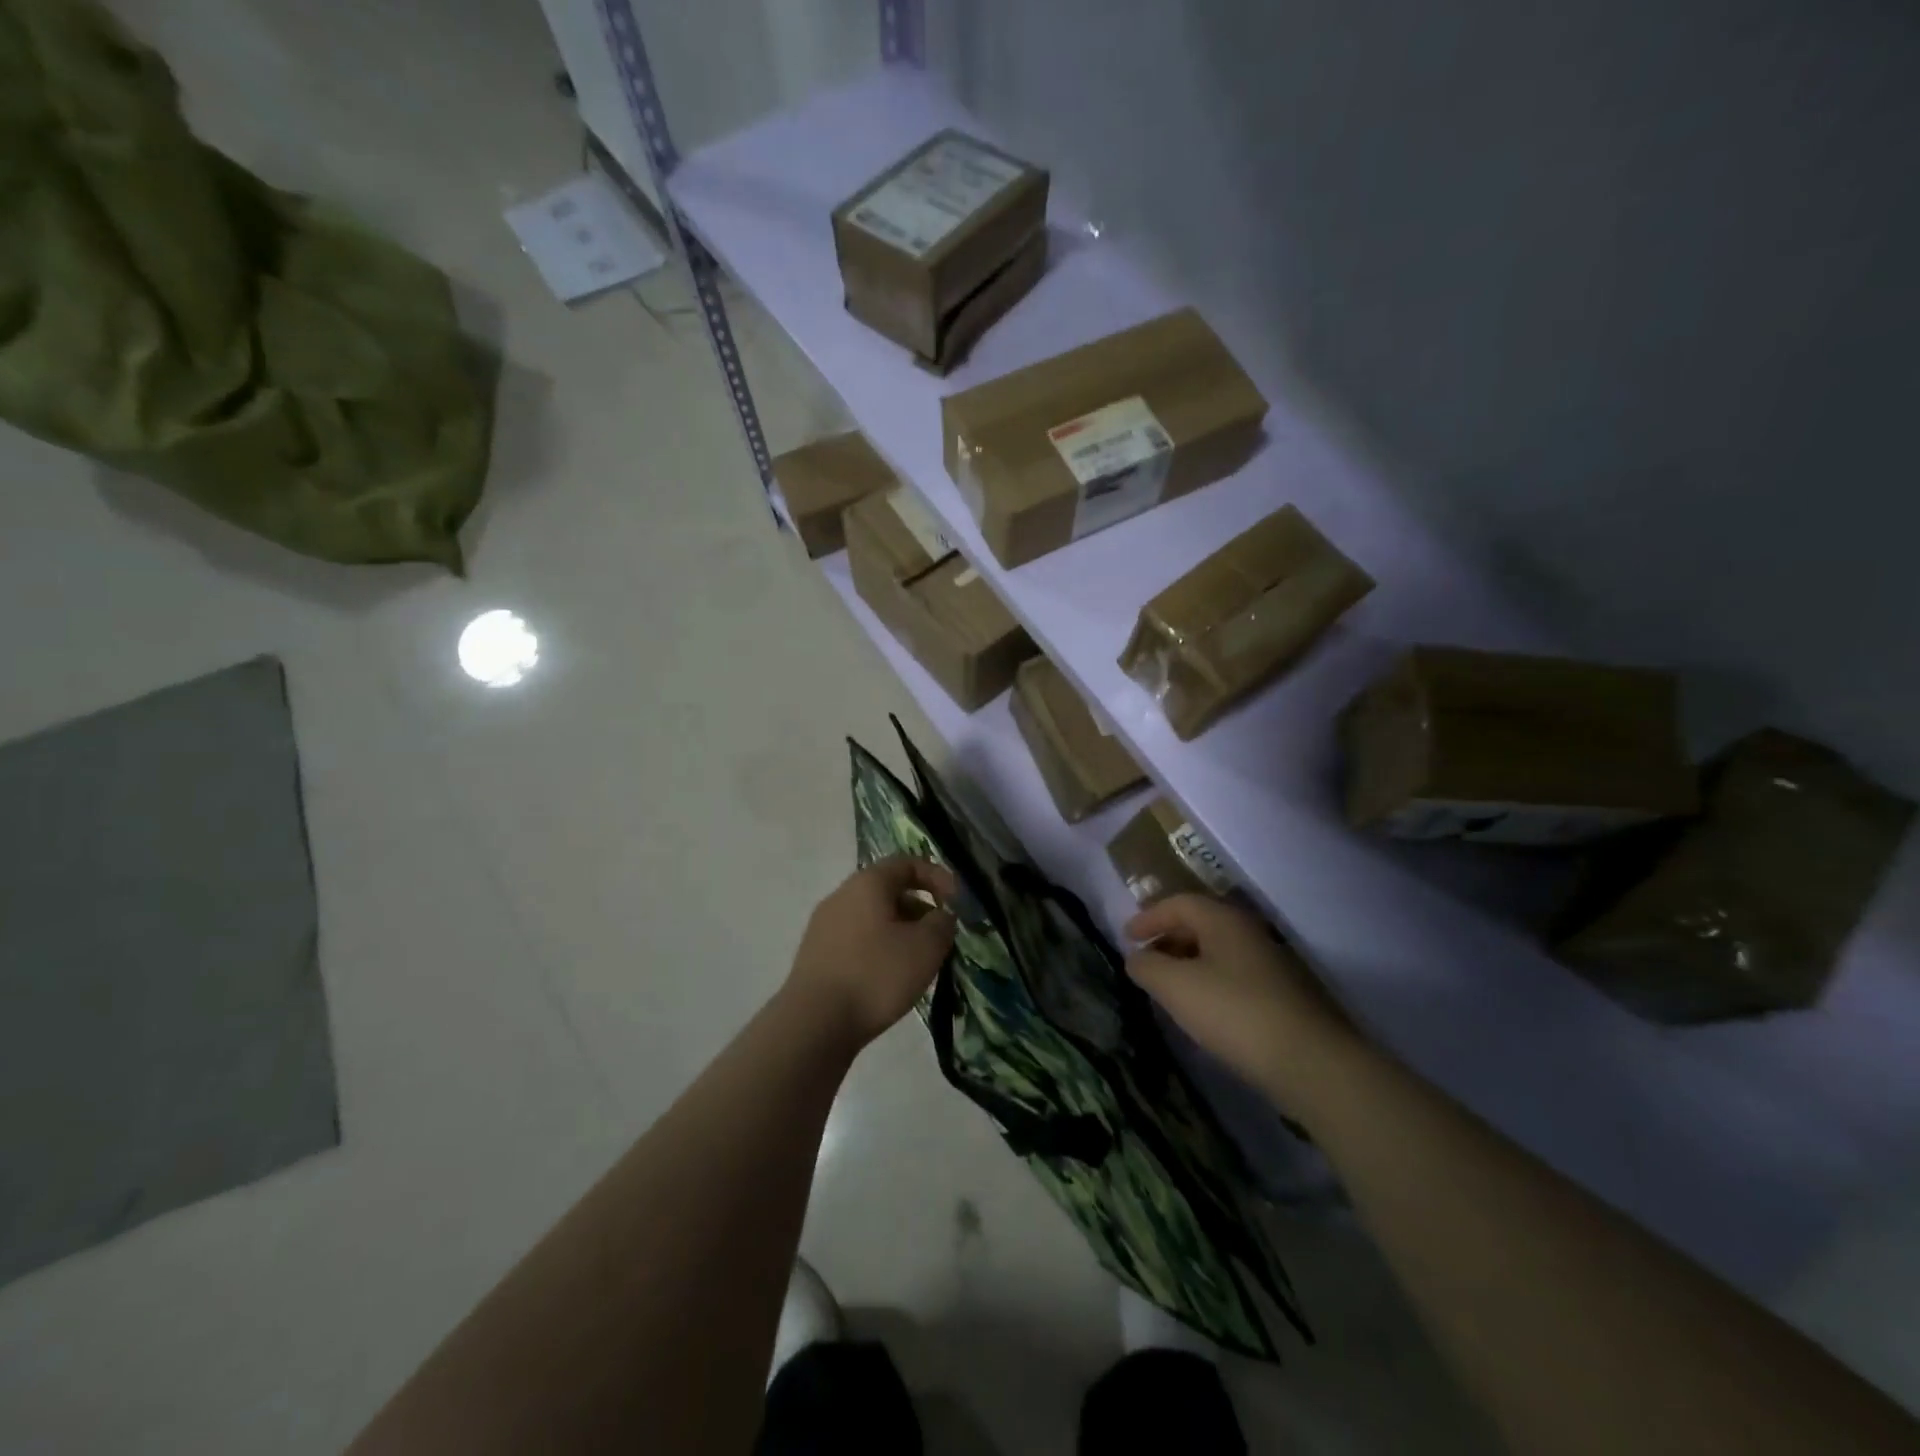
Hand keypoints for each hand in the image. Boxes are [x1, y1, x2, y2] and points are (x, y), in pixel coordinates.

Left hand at [787, 856, 958, 1050]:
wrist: (814, 1023)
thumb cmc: (875, 975)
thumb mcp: (926, 947)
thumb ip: (942, 923)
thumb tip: (941, 916)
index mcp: (867, 883)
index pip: (907, 863)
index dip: (937, 876)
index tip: (958, 902)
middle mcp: (841, 896)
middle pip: (888, 890)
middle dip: (920, 908)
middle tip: (941, 936)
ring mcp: (824, 926)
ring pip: (873, 918)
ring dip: (901, 932)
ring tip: (919, 962)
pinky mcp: (816, 955)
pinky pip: (857, 940)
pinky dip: (880, 949)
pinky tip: (890, 979)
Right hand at [1125, 894, 1366, 1118]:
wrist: (1313, 1064)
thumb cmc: (1235, 1013)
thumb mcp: (1176, 988)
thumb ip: (1148, 966)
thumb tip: (1136, 957)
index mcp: (1224, 920)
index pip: (1179, 903)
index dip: (1149, 917)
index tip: (1126, 937)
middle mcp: (1250, 933)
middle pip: (1201, 924)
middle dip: (1168, 939)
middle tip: (1145, 961)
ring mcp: (1272, 964)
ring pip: (1219, 952)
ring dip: (1188, 963)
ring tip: (1169, 989)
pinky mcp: (1284, 995)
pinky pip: (1235, 976)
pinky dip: (1210, 982)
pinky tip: (1203, 1011)